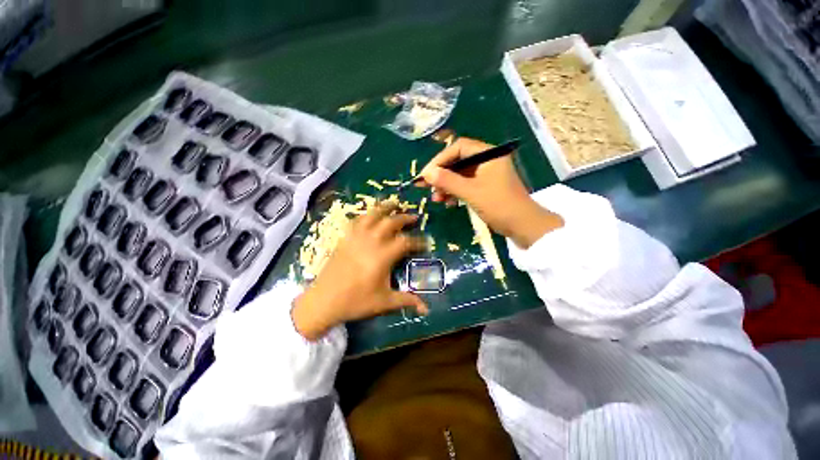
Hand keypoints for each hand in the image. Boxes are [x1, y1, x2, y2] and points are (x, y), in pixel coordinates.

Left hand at [292, 203, 428, 340]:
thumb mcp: (384, 302)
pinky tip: (371, 214)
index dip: (418, 241)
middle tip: (414, 217)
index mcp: (383, 256)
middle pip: (391, 222)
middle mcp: (371, 242)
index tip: (425, 243)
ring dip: (385, 208)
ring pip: (373, 215)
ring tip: (394, 204)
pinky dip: (366, 215)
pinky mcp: (345, 238)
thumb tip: (426, 309)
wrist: (323, 301)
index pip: (405, 242)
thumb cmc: (356, 302)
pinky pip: (357, 220)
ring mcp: (356, 237)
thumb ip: (406, 300)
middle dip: (405, 218)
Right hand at [418, 137, 563, 247]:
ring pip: (460, 175)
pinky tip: (447, 203)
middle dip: (441, 174)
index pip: (459, 148)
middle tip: (425, 186)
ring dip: (446, 186)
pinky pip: (466, 185)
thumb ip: (448, 181)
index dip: (440, 159)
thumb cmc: (499, 205)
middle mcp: (488, 161)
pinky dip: (455, 192)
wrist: (524, 226)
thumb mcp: (471, 192)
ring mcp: (487, 175)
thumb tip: (427, 173)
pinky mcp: (486, 188)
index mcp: (489, 155)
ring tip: (435, 198)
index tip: (426, 174)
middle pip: (458, 161)